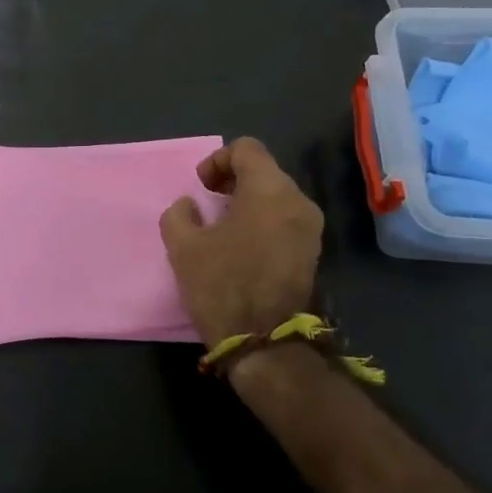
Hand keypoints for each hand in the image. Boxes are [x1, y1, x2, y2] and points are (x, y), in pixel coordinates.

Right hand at [159, 137, 324, 348]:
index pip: (246, 149)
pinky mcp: (311, 251)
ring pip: (276, 195)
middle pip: (264, 170)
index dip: (217, 160)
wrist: (265, 343)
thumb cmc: (223, 285)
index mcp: (270, 190)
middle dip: (232, 180)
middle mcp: (298, 201)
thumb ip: (179, 214)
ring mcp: (310, 228)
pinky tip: (241, 245)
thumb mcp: (183, 247)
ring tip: (222, 226)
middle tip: (207, 203)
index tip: (201, 187)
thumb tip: (189, 206)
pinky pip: (284, 218)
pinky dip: (262, 220)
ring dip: (247, 201)